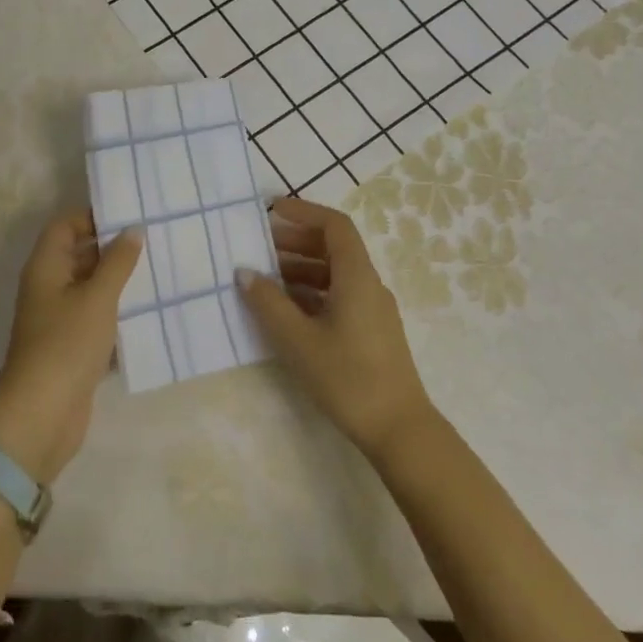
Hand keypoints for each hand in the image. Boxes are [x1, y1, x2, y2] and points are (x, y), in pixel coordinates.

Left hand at [0, 210, 143, 483]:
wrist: (43, 413)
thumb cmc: (67, 344)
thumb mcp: (97, 297)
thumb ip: (117, 262)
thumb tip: (132, 229)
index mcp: (45, 267)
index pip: (65, 226)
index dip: (92, 217)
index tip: (130, 216)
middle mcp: (48, 288)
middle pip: (79, 255)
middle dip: (112, 249)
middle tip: (154, 241)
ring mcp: (58, 319)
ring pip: (90, 289)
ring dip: (119, 283)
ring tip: (159, 272)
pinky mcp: (71, 347)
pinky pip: (96, 319)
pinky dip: (118, 314)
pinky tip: (150, 313)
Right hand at [237, 197, 438, 464]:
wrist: (399, 430)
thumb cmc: (347, 378)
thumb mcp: (298, 340)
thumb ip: (268, 302)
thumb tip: (244, 272)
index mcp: (357, 277)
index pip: (334, 226)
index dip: (304, 212)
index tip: (271, 211)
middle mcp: (369, 285)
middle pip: (334, 247)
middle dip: (296, 241)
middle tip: (259, 246)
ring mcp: (373, 309)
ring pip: (335, 273)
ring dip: (301, 268)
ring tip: (265, 279)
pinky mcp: (371, 332)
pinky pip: (339, 295)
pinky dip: (311, 292)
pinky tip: (287, 310)